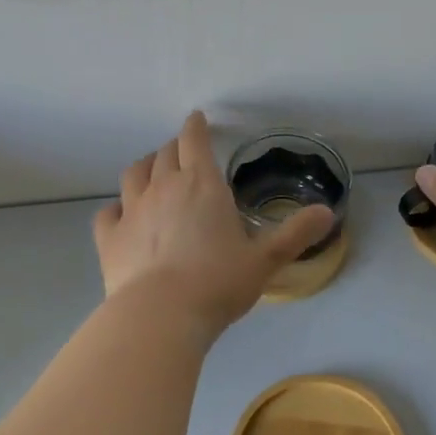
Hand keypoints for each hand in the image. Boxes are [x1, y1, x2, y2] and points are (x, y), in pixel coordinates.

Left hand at [93, 111, 335, 333]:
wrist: (160, 316)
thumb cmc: (218, 283)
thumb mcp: (265, 261)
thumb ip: (295, 234)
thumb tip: (328, 212)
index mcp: (202, 185)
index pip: (195, 141)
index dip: (196, 126)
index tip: (197, 119)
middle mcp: (164, 188)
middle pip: (165, 154)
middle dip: (174, 147)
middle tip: (182, 151)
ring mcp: (132, 211)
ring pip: (133, 174)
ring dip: (145, 166)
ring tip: (151, 170)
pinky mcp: (109, 238)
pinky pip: (108, 212)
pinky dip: (116, 207)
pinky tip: (121, 214)